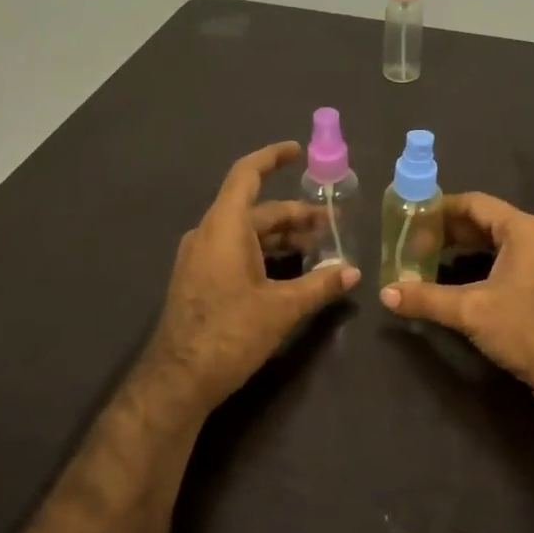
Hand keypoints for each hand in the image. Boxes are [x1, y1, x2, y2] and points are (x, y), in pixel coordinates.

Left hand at [144, 141, 359, 408]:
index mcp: (225, 227)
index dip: (273, 158)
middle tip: (331, 222)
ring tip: (318, 246)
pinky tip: (291, 271)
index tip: (299, 151)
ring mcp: (201, 258)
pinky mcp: (200, 280)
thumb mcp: (283, 308)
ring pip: (247, 233)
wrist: (179, 380)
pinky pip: (236, 251)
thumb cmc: (230, 333)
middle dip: (295, 213)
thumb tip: (355, 272)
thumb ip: (321, 285)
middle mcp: (209, 234)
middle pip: (256, 209)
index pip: (247, 175)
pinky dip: (265, 252)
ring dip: (282, 236)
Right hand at [380, 193, 533, 406]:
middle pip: (483, 222)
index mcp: (523, 229)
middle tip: (411, 244)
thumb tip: (385, 293)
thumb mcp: (472, 311)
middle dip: (446, 232)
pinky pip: (504, 263)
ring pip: (493, 244)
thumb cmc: (527, 328)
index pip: (474, 203)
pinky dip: (477, 267)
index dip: (439, 210)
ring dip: (460, 250)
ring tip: (425, 262)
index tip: (409, 221)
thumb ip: (426, 298)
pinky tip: (452, 283)